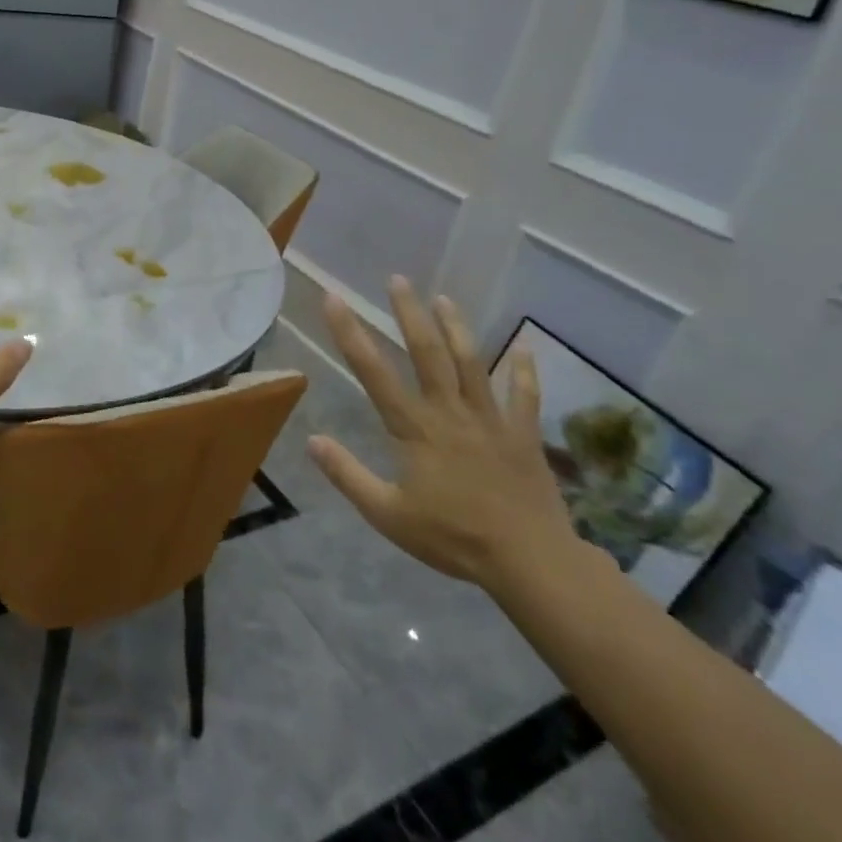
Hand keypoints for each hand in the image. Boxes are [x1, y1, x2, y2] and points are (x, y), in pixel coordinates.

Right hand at [306, 277, 575, 592]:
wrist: (530, 561)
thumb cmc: (453, 538)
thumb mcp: (388, 514)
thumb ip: (348, 475)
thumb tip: (312, 440)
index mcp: (415, 429)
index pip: (374, 372)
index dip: (350, 334)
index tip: (335, 299)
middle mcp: (450, 412)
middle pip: (427, 353)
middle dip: (409, 314)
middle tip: (398, 279)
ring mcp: (490, 419)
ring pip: (471, 363)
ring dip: (456, 328)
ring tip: (444, 298)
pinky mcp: (522, 435)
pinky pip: (525, 396)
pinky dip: (525, 370)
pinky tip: (526, 347)